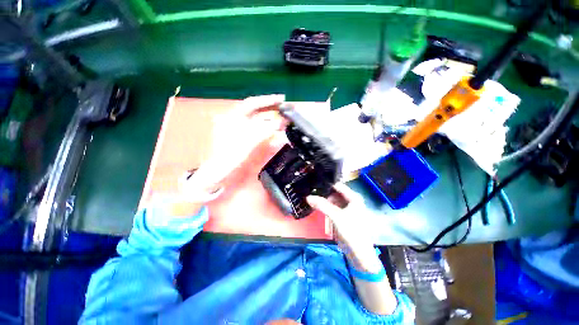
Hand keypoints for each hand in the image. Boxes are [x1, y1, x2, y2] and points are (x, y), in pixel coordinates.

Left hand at [181, 94, 286, 198]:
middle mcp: (236, 119)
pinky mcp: (243, 136)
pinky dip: (267, 128)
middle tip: (285, 108)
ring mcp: (239, 128)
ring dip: (270, 118)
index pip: (253, 103)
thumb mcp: (249, 141)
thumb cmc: (231, 154)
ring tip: (283, 118)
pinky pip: (257, 128)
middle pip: (256, 110)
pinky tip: (274, 129)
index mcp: (233, 116)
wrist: (221, 169)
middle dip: (271, 108)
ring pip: (258, 119)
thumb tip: (280, 122)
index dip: (268, 100)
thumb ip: (265, 130)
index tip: (281, 99)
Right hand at [307, 184, 382, 272]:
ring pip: (333, 200)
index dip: (327, 184)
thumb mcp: (336, 216)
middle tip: (310, 191)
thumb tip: (308, 197)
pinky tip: (317, 206)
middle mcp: (351, 201)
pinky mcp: (342, 216)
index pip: (338, 186)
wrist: (359, 254)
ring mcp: (347, 209)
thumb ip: (322, 205)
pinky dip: (325, 207)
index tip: (314, 183)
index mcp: (354, 198)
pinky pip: (332, 208)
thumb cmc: (351, 232)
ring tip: (312, 197)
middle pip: (335, 193)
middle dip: (324, 192)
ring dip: (323, 200)